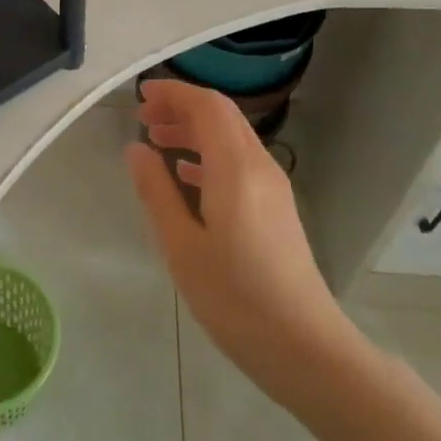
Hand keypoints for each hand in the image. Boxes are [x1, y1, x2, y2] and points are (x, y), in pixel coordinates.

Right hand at [126, 79, 347, 396]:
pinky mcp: (276, 208)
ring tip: (157, 142)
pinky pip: (240, 163)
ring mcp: (273, 187)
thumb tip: (136, 149)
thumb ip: (156, 192)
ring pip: (231, 138)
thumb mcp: (182, 246)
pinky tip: (185, 177)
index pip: (207, 106)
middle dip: (181, 108)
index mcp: (236, 168)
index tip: (140, 96)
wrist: (304, 347)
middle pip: (222, 116)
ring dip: (194, 131)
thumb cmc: (235, 298)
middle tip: (143, 118)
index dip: (174, 93)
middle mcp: (260, 166)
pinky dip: (209, 156)